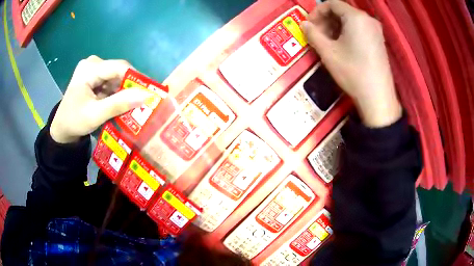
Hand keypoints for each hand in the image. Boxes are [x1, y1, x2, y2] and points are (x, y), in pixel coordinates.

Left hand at [50, 56, 154, 143]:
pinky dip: (116, 93)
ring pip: (116, 77)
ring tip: (129, 106)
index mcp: (89, 68)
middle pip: (118, 71)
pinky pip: (110, 82)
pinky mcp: (93, 76)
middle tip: (139, 104)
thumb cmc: (75, 121)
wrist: (62, 128)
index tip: (149, 94)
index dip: (136, 79)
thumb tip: (146, 95)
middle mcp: (92, 63)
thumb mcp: (96, 115)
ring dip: (122, 91)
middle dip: (128, 87)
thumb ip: (119, 104)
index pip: (119, 67)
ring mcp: (92, 69)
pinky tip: (117, 104)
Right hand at [301, 0, 401, 126]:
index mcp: (356, 17)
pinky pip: (360, 29)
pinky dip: (347, 33)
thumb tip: (304, 24)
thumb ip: (312, 34)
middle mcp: (368, 19)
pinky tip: (342, 46)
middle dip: (326, 20)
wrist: (377, 97)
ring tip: (328, 42)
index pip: (332, 4)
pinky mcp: (379, 41)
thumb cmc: (352, 71)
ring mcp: (376, 30)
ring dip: (336, 27)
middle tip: (317, 34)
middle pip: (342, 11)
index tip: (309, 25)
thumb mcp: (328, 52)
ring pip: (351, 20)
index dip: (317, 12)